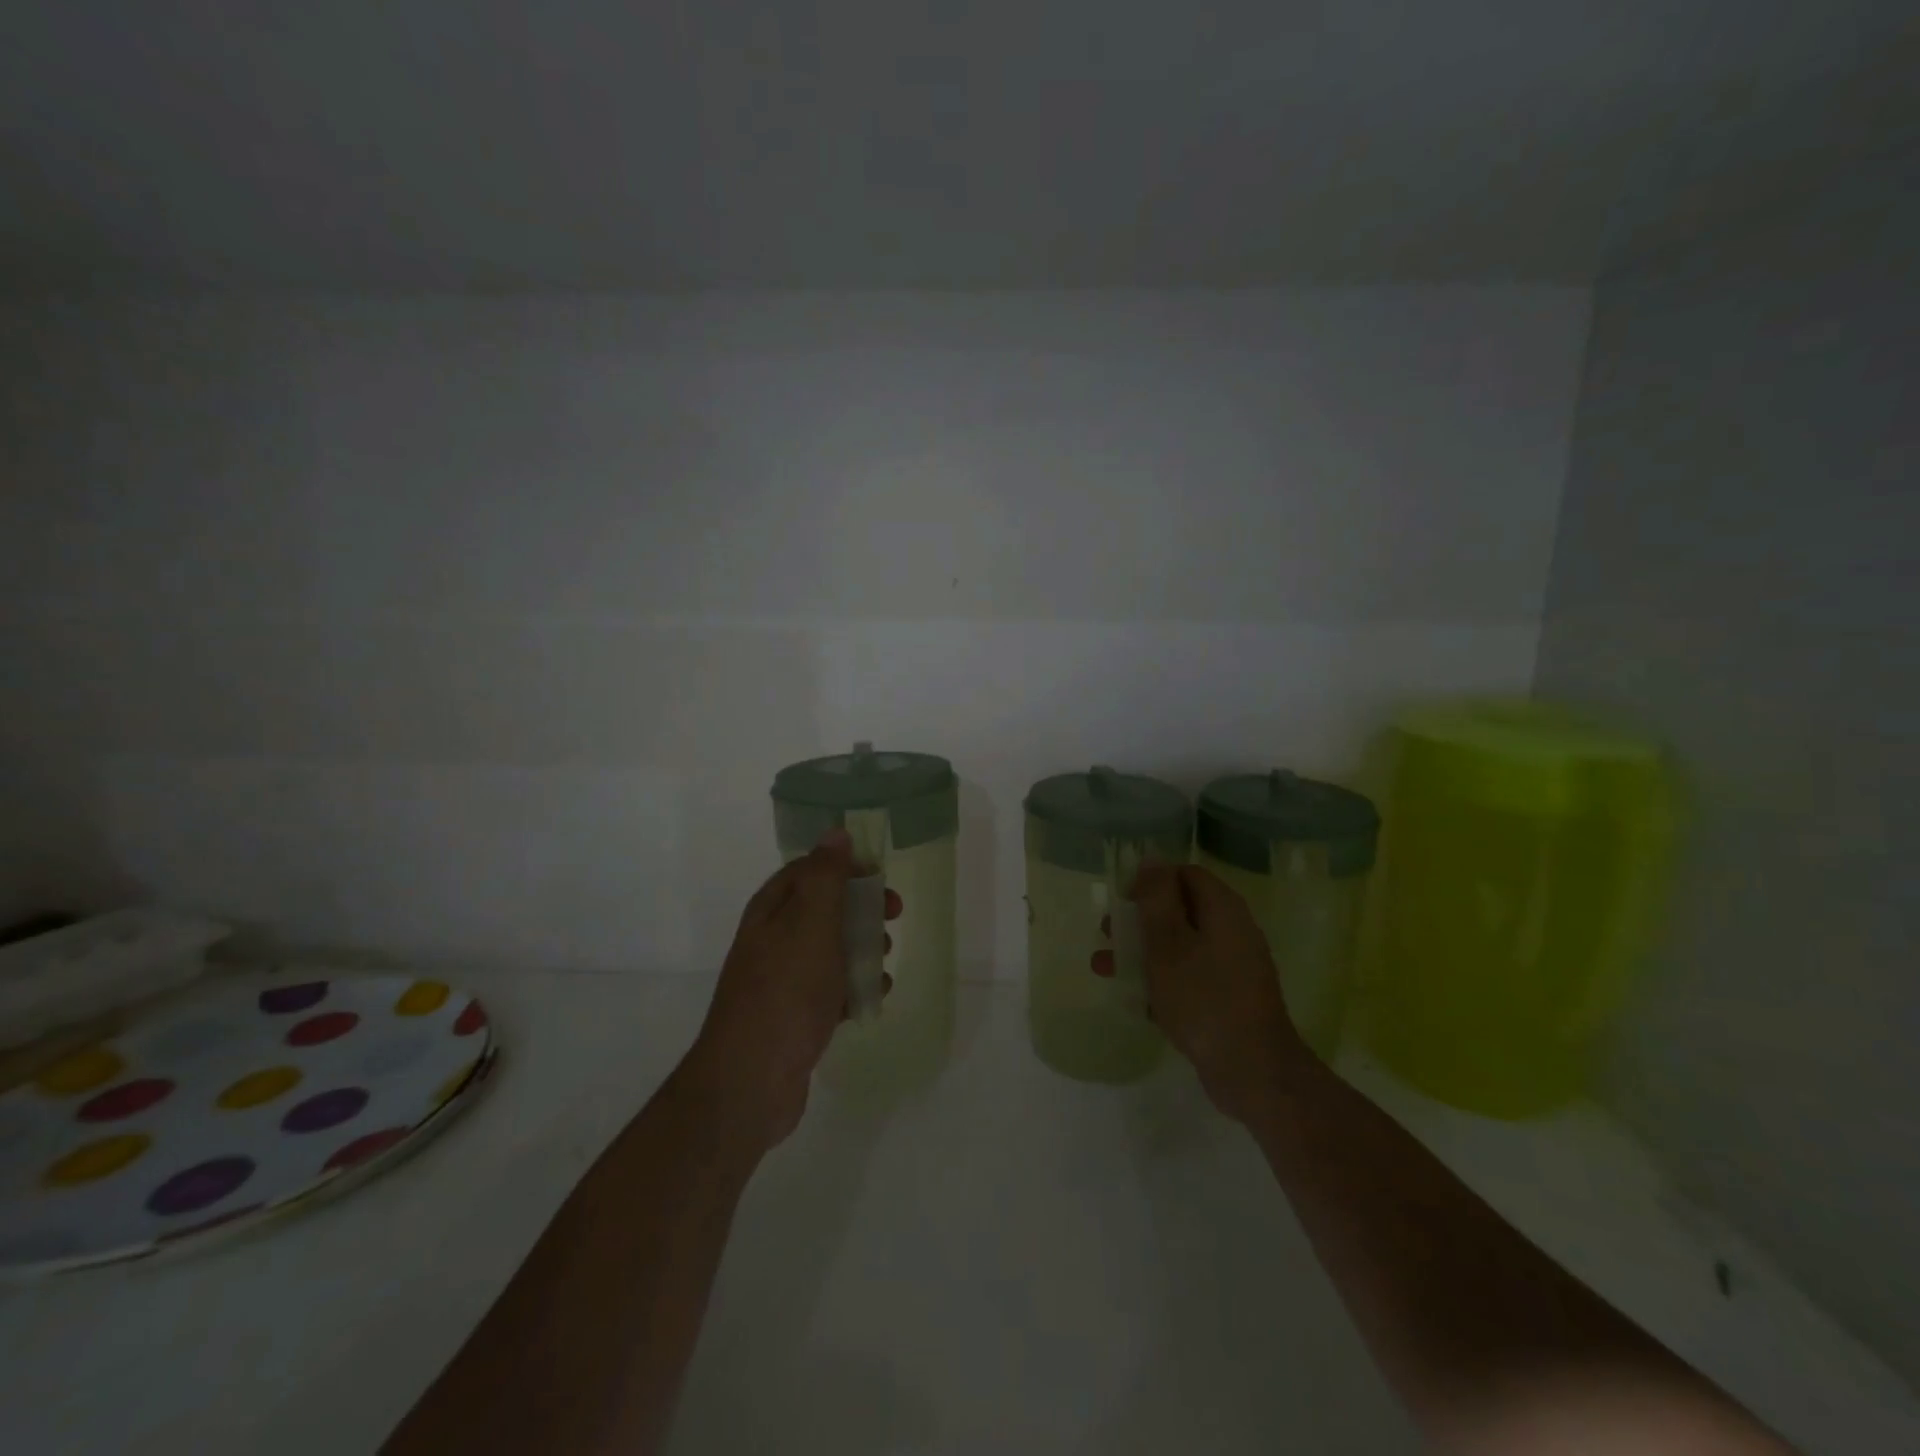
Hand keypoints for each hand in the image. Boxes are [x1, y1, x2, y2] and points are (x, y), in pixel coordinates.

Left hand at [680, 830, 857, 1153]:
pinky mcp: (793, 1016)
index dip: (846, 868)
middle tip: (894, 916)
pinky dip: (853, 988)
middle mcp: (772, 939)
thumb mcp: (811, 925)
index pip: (810, 870)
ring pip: (830, 950)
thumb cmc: (786, 992)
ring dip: (862, 949)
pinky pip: (830, 989)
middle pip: (824, 909)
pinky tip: (873, 999)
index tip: (881, 878)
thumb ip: (826, 878)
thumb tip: (835, 832)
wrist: (751, 1080)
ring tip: (885, 960)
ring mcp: (781, 980)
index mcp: (771, 911)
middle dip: (861, 910)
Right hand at [1132, 863, 1314, 1120]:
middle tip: (1107, 934)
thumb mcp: (1168, 943)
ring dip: (1142, 952)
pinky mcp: (1228, 999)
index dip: (1150, 881)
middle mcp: (1232, 931)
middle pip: (1180, 910)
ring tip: (1104, 968)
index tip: (1121, 900)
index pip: (1185, 874)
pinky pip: (1189, 977)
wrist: (1252, 1071)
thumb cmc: (1203, 998)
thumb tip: (1151, 859)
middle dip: (1139, 920)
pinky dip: (1161, 981)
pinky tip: (1134, 1000)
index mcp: (1223, 909)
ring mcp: (1232, 967)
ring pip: (1180, 946)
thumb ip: (1157, 899)